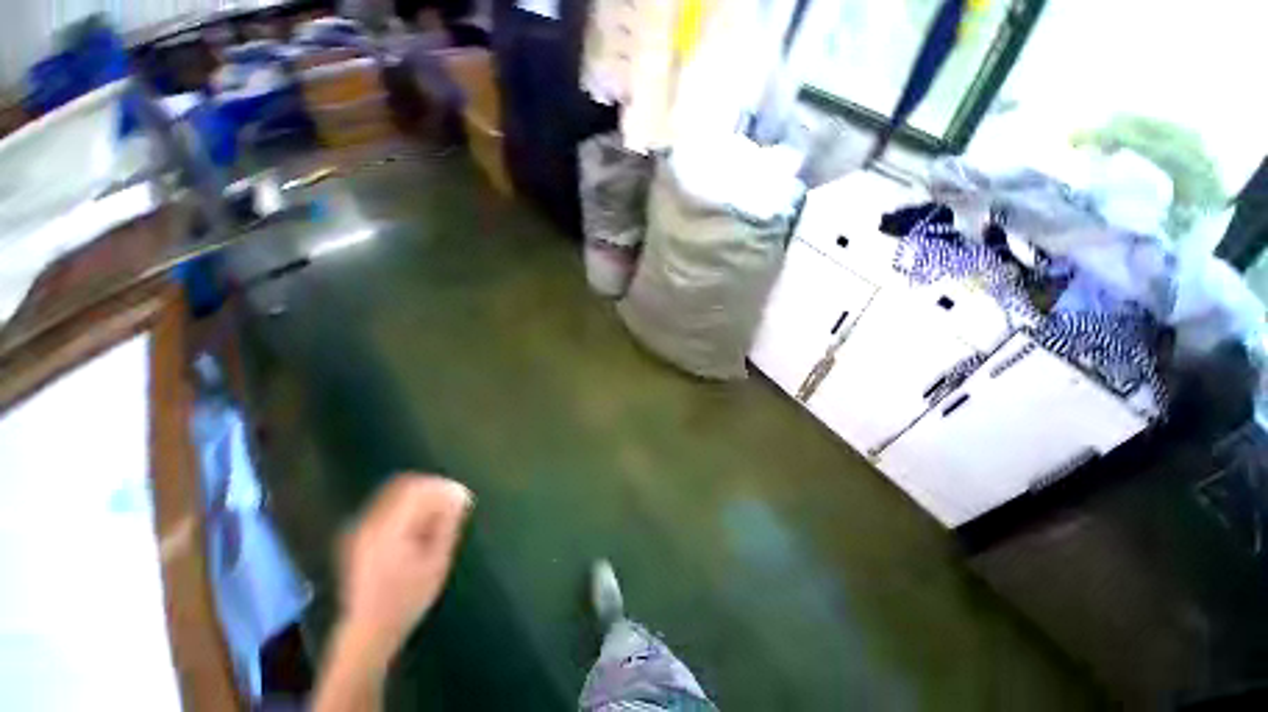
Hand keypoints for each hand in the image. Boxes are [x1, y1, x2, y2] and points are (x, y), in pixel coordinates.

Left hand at [338, 474, 472, 662]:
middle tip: (452, 503)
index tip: (460, 497)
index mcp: (387, 530)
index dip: (441, 486)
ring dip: (419, 497)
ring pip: (394, 494)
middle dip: (431, 489)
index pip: (415, 488)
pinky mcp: (358, 535)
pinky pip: (386, 506)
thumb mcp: (436, 562)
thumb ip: (447, 525)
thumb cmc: (407, 599)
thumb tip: (459, 497)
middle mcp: (368, 524)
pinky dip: (407, 507)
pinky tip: (419, 526)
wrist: (368, 630)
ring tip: (438, 515)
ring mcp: (359, 529)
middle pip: (403, 486)